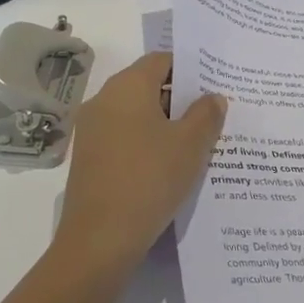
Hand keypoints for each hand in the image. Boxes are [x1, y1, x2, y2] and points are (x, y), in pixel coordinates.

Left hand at [55, 53, 226, 271]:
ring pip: (136, 113)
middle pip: (147, 85)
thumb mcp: (190, 145)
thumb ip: (206, 114)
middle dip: (180, 98)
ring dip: (164, 123)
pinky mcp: (89, 159)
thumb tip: (212, 97)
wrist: (99, 241)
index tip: (214, 85)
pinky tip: (168, 165)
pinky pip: (124, 137)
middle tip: (212, 115)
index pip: (161, 60)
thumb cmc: (149, 179)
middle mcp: (104, 100)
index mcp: (127, 86)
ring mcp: (92, 130)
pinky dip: (146, 142)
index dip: (190, 69)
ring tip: (196, 142)